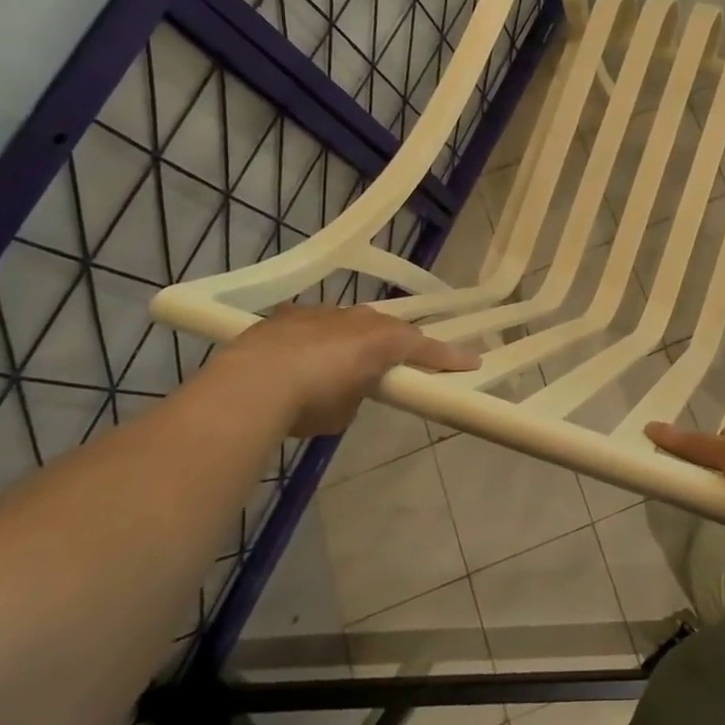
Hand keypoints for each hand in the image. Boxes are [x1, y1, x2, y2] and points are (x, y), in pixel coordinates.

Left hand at [220, 304, 479, 437]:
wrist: (251, 384)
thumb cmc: (312, 401)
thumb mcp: (345, 412)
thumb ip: (357, 395)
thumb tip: (347, 390)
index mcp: (384, 340)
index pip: (426, 347)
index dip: (449, 357)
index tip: (472, 362)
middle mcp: (358, 318)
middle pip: (387, 329)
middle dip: (393, 345)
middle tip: (396, 364)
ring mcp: (322, 312)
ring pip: (348, 324)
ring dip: (350, 341)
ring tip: (339, 365)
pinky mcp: (287, 315)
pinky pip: (313, 326)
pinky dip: (315, 341)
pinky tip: (299, 360)